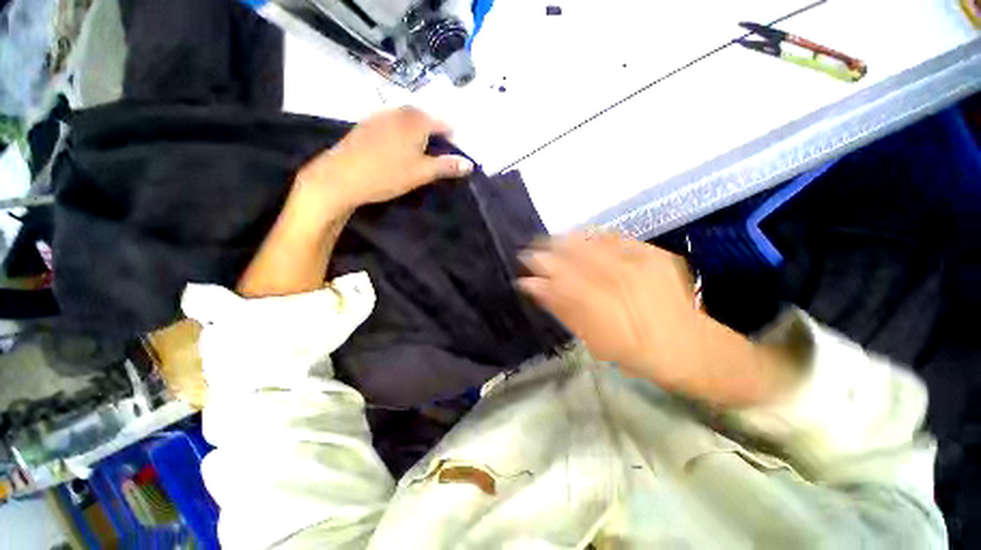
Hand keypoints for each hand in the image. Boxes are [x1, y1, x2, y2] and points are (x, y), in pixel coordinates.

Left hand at [296, 107, 473, 208]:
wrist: (341, 176)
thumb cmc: (387, 174)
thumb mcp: (422, 173)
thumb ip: (447, 166)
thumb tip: (470, 164)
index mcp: (416, 121)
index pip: (443, 123)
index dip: (453, 138)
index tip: (457, 153)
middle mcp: (399, 112)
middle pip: (425, 118)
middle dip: (436, 133)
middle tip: (440, 153)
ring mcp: (381, 116)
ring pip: (408, 119)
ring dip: (419, 132)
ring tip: (422, 152)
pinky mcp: (368, 124)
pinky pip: (393, 123)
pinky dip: (402, 133)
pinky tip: (399, 148)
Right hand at [518, 233, 790, 404]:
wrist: (688, 345)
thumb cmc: (634, 352)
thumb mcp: (593, 339)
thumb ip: (561, 309)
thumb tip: (532, 286)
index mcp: (603, 307)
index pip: (560, 278)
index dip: (539, 268)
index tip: (523, 265)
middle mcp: (622, 280)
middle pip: (573, 256)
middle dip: (548, 250)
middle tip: (531, 250)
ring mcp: (640, 262)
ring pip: (592, 242)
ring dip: (566, 240)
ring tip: (550, 241)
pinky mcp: (654, 253)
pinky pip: (615, 238)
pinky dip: (593, 236)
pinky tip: (579, 237)